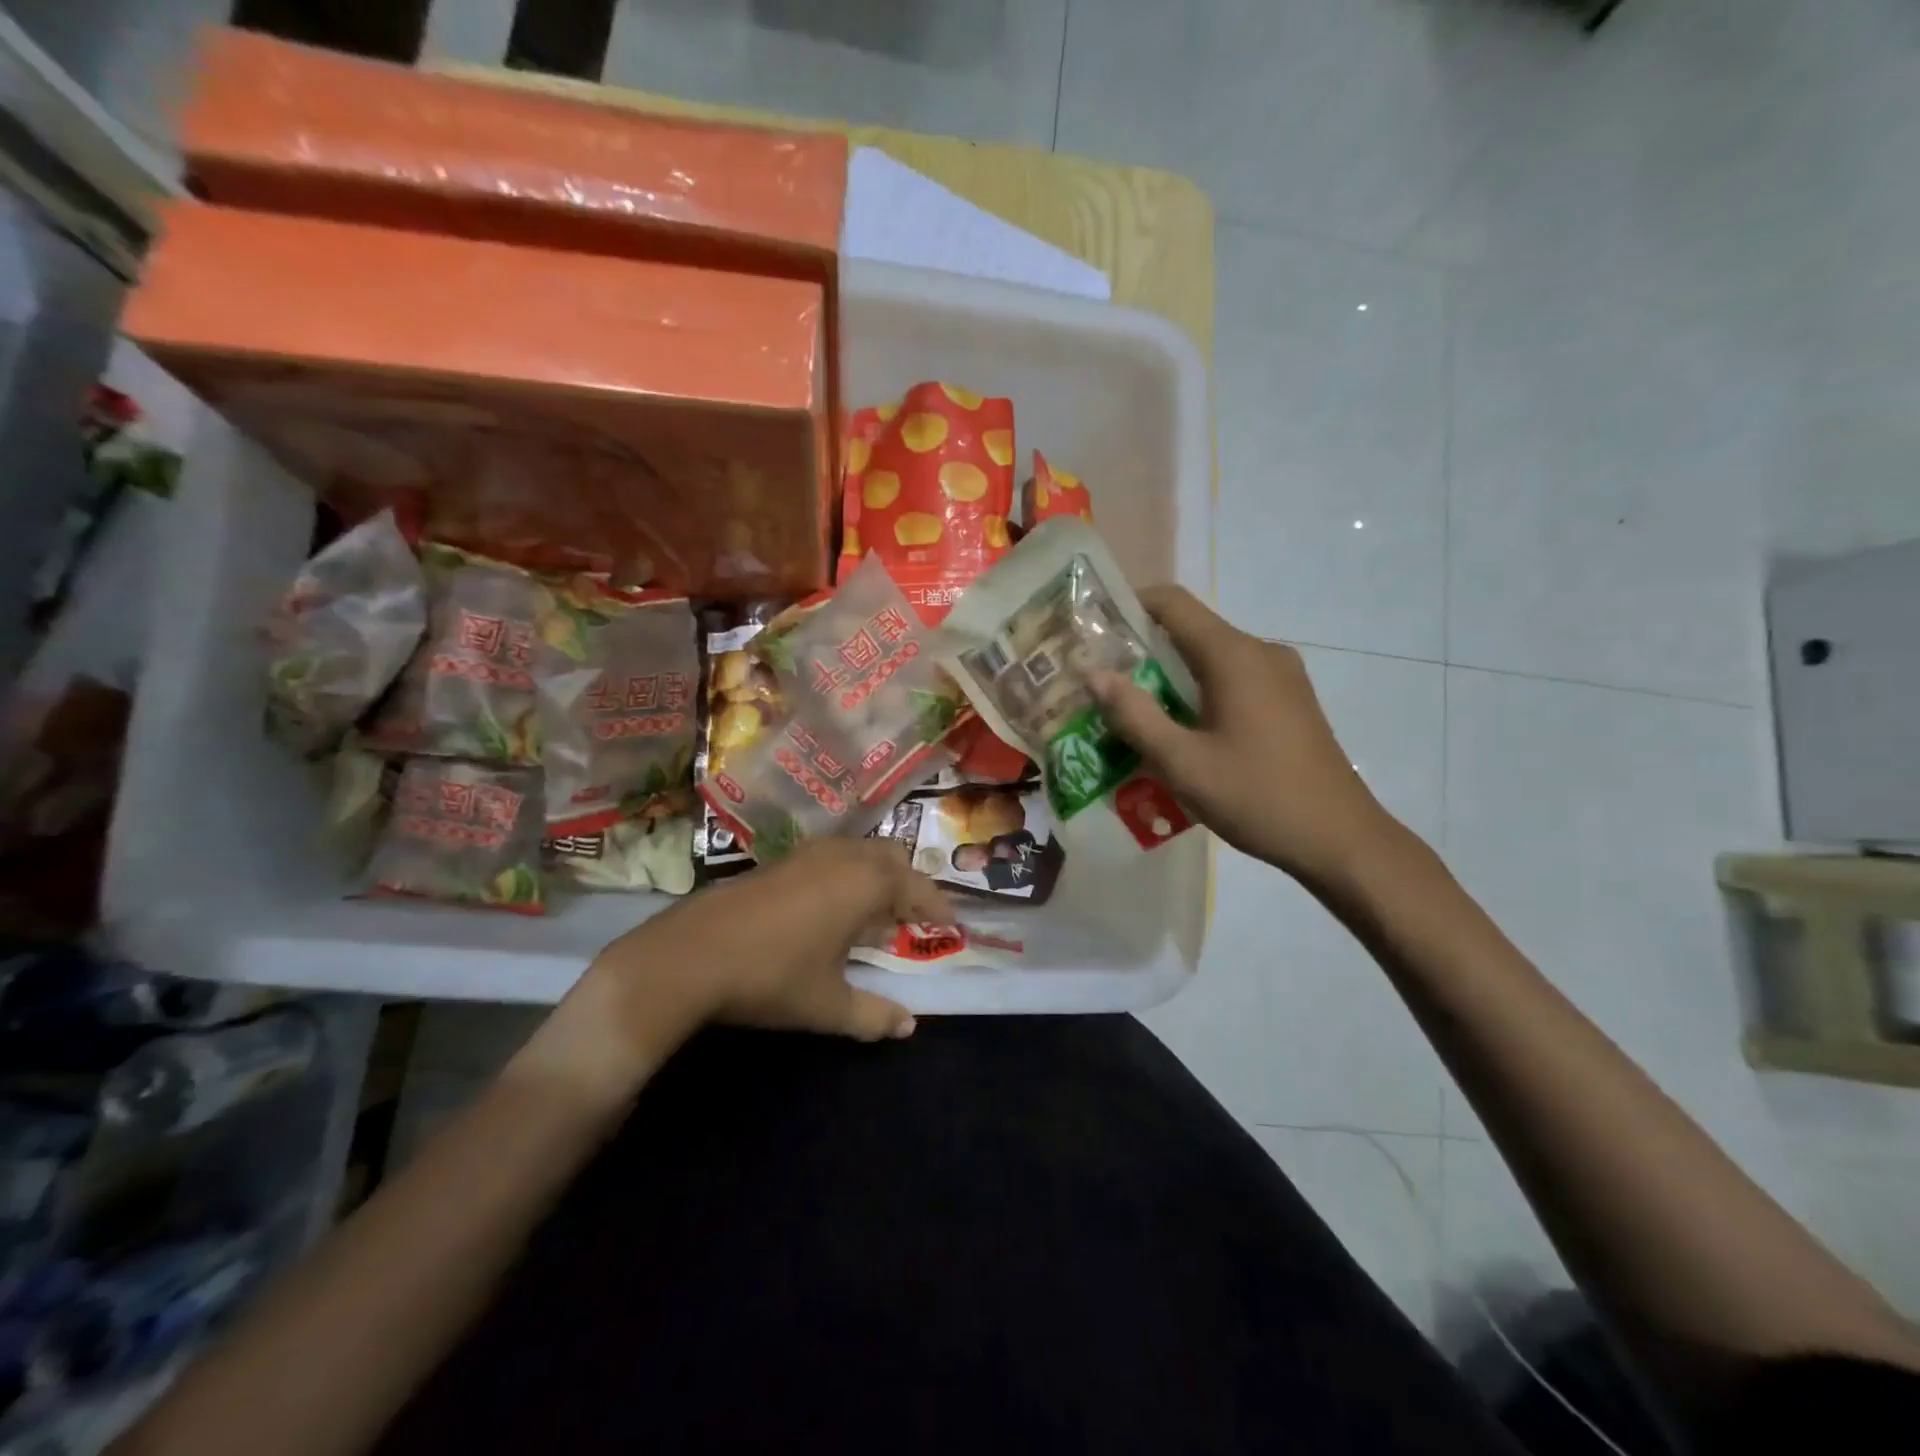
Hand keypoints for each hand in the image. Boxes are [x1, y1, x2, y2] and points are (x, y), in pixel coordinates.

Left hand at [524, 841, 951, 1106]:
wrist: (689, 955)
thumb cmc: (772, 977)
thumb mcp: (828, 1005)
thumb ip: (873, 1015)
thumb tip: (908, 1027)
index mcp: (866, 884)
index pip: (918, 888)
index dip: (938, 907)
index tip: (951, 926)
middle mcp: (843, 857)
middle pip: (892, 858)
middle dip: (909, 883)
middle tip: (913, 917)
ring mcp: (807, 853)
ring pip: (859, 852)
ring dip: (876, 875)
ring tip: (874, 913)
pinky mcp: (779, 860)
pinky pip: (831, 857)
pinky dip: (846, 874)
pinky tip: (829, 907)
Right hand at [1091, 585, 1400, 888]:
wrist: (1340, 839)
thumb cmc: (1257, 797)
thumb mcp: (1183, 762)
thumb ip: (1135, 715)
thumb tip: (1094, 674)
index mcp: (1234, 655)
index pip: (1172, 602)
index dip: (1128, 605)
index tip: (1093, 630)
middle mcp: (1260, 652)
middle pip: (1191, 630)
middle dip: (1143, 651)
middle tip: (1103, 684)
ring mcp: (1282, 676)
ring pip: (1212, 659)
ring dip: (1171, 677)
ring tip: (1134, 713)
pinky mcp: (1291, 700)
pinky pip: (1234, 680)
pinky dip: (1200, 693)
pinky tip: (1183, 733)